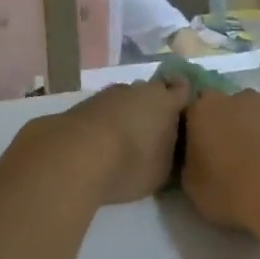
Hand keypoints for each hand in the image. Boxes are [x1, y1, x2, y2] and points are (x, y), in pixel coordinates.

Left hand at [34, 76, 191, 205]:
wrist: (74, 155)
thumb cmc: (130, 162)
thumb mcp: (162, 169)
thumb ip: (169, 153)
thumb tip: (167, 145)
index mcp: (165, 100)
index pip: (183, 90)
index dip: (184, 100)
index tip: (184, 115)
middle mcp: (138, 89)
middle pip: (152, 93)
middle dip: (154, 108)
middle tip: (155, 133)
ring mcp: (108, 94)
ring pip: (125, 100)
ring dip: (127, 115)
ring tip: (125, 141)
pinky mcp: (82, 105)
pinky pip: (103, 112)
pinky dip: (105, 123)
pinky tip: (101, 143)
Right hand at [179, 89, 259, 232]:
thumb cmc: (230, 188)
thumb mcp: (191, 185)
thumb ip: (189, 162)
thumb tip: (195, 156)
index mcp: (202, 108)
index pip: (189, 112)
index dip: (191, 132)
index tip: (195, 152)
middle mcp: (232, 96)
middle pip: (221, 108)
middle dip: (221, 126)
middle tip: (224, 157)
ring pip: (249, 114)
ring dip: (247, 130)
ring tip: (253, 162)